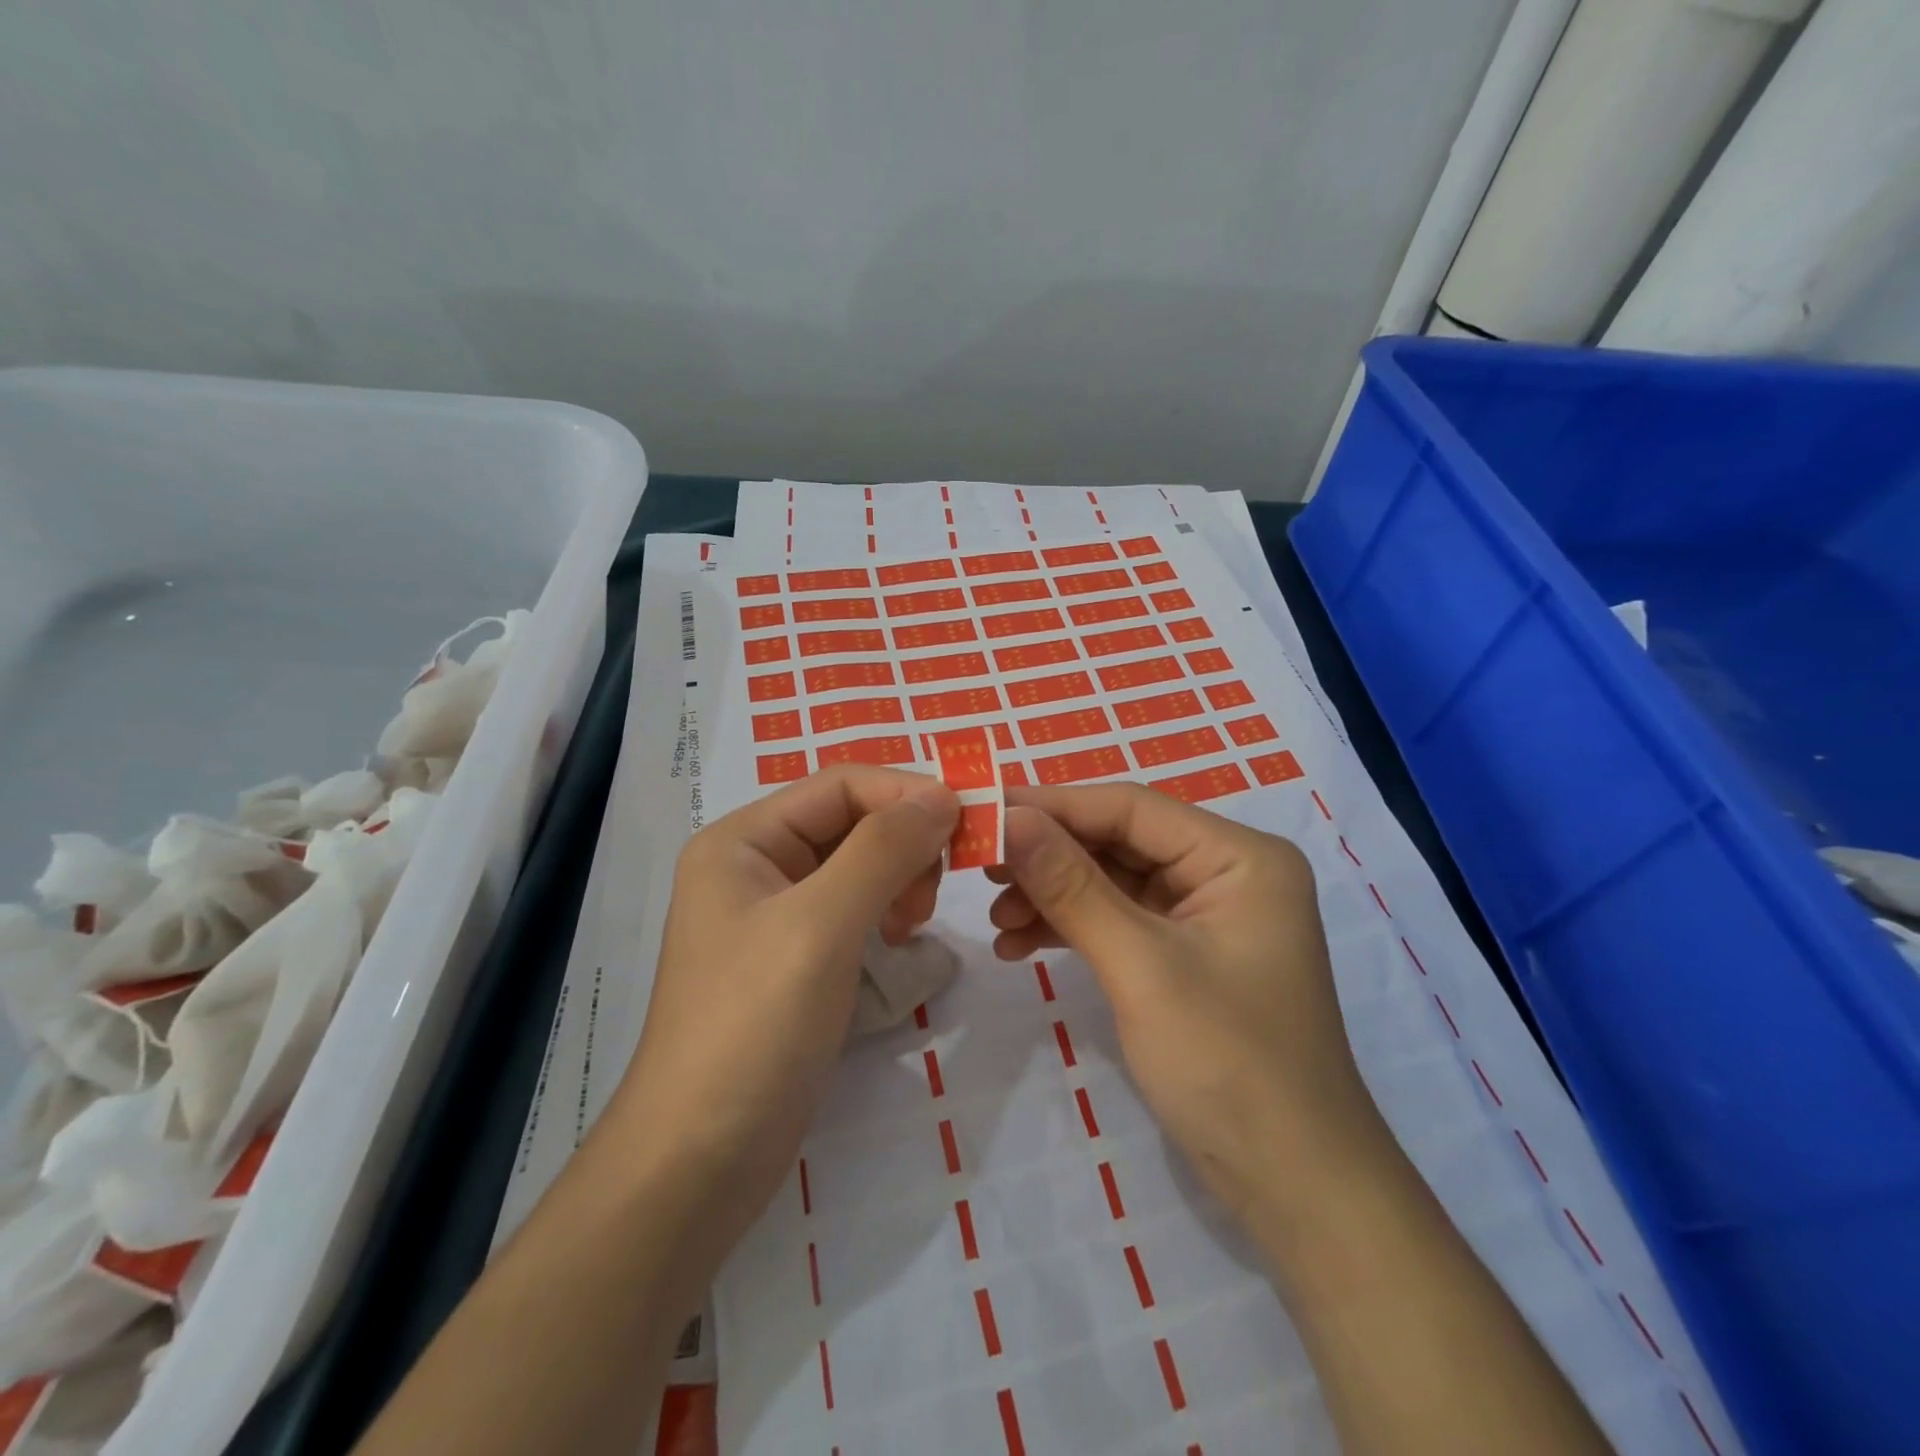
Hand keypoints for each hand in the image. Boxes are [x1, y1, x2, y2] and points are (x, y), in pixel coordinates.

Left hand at [608, 767, 959, 1274]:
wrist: (700, 1161)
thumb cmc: (754, 1027)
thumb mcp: (822, 925)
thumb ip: (883, 849)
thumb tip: (943, 794)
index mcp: (743, 839)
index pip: (841, 785)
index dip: (907, 793)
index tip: (970, 823)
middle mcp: (755, 863)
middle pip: (850, 820)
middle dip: (903, 842)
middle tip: (936, 891)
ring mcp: (774, 912)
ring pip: (857, 863)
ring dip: (899, 876)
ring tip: (914, 923)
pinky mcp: (795, 955)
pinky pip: (853, 906)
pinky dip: (885, 911)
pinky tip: (899, 940)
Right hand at [987, 783, 1385, 1225]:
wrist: (1294, 1188)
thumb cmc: (1228, 1065)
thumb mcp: (1141, 967)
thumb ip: (1071, 886)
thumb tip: (1009, 819)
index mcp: (1238, 856)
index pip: (1130, 808)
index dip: (1052, 805)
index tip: (983, 810)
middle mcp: (1225, 872)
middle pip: (1119, 841)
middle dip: (1048, 855)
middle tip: (979, 866)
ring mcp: (1205, 916)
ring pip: (1112, 881)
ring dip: (1052, 895)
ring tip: (995, 916)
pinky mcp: (1185, 955)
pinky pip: (1118, 921)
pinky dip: (1070, 928)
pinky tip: (1018, 944)